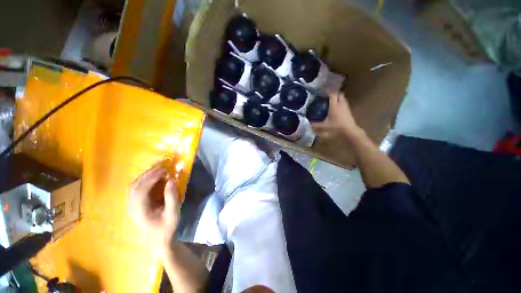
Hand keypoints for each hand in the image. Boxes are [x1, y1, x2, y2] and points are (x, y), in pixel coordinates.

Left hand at [129, 165, 179, 245]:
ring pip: (135, 186)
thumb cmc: (167, 227)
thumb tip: (172, 180)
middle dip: (148, 174)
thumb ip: (172, 197)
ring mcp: (133, 205)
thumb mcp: (173, 213)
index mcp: (140, 211)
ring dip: (147, 175)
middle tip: (163, 166)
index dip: (151, 178)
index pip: (141, 190)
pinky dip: (147, 180)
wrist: (159, 239)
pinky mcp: (136, 204)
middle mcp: (132, 207)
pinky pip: (138, 188)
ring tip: (160, 169)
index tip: (165, 170)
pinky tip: (156, 177)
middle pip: (135, 186)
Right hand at [311, 90, 362, 139]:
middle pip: (339, 94)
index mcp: (334, 106)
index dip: (329, 90)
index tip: (324, 88)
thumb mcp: (324, 127)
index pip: (332, 94)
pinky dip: (340, 101)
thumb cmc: (337, 128)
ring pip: (342, 97)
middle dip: (334, 92)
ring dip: (338, 96)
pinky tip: (336, 106)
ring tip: (331, 99)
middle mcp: (340, 104)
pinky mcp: (348, 110)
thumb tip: (309, 124)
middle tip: (327, 94)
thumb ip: (316, 125)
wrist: (350, 132)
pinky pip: (344, 102)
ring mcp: (346, 107)